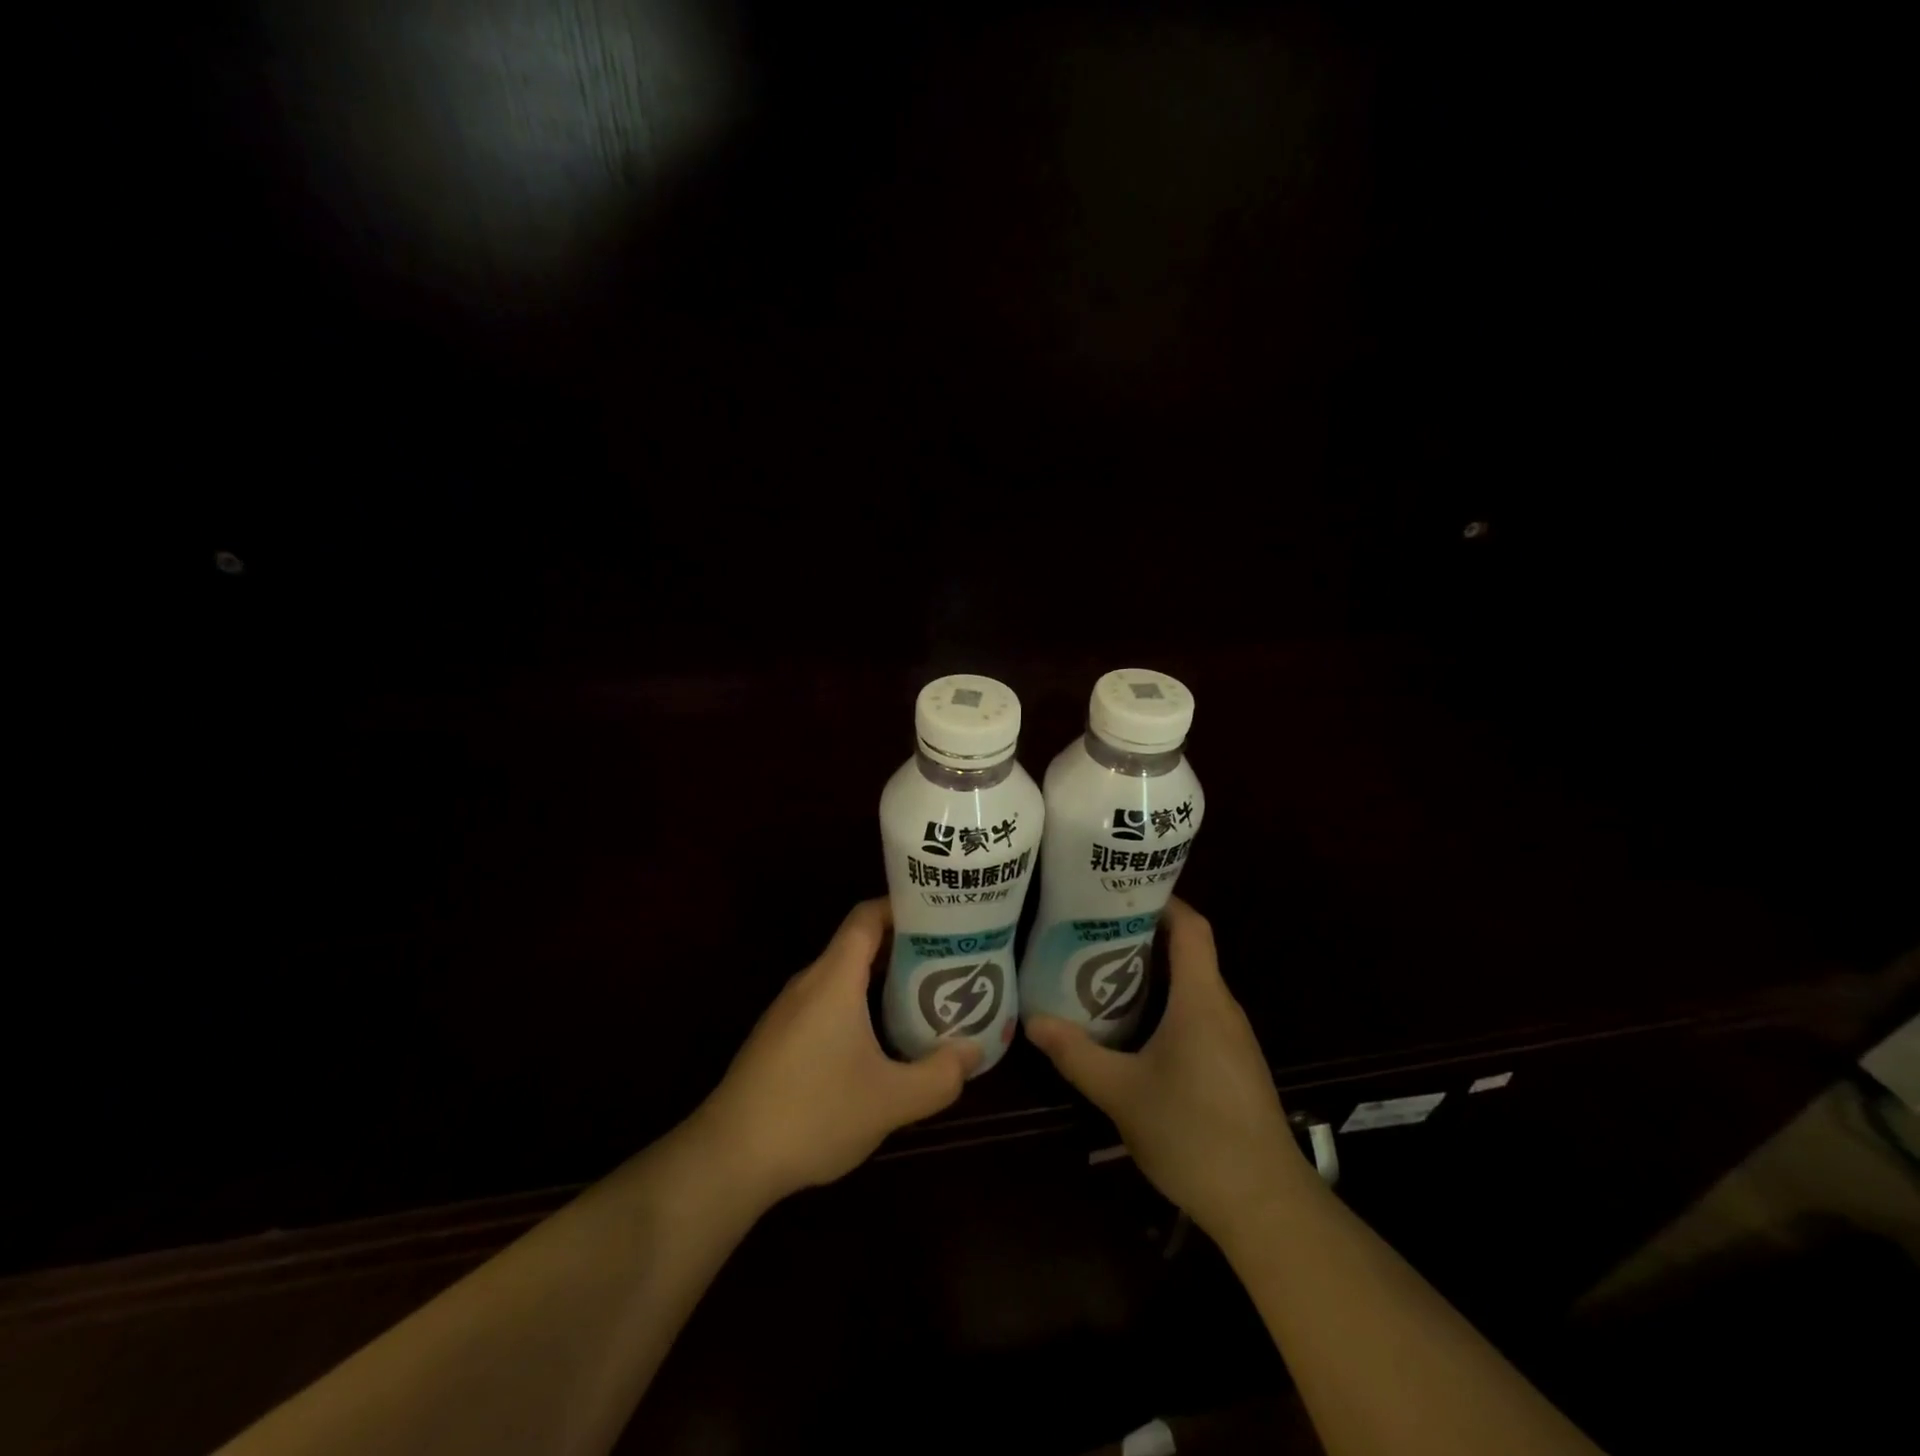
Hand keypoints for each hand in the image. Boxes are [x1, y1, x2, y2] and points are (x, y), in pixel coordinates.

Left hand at [688, 898, 978, 1208]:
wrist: (728, 1158)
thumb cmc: (813, 1113)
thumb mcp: (890, 1101)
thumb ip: (939, 1076)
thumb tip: (973, 1051)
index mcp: (834, 979)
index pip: (867, 917)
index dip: (902, 908)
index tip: (939, 915)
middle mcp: (809, 983)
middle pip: (858, 945)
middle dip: (903, 947)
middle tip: (946, 959)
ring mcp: (788, 1011)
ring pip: (842, 977)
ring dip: (881, 980)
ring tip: (923, 996)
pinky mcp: (778, 1039)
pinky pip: (826, 1003)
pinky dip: (858, 1005)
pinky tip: (878, 1041)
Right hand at [1026, 898, 1309, 1241]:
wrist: (1264, 1204)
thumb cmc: (1192, 1133)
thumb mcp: (1121, 1093)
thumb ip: (1076, 1054)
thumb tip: (1033, 1022)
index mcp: (1201, 998)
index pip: (1192, 927)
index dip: (1162, 901)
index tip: (1121, 892)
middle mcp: (1222, 1007)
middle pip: (1190, 951)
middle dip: (1145, 934)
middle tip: (1094, 931)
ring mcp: (1233, 1037)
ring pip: (1194, 985)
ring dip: (1155, 972)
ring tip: (1105, 971)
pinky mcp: (1235, 1064)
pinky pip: (1200, 1014)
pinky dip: (1168, 1004)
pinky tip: (1137, 1028)